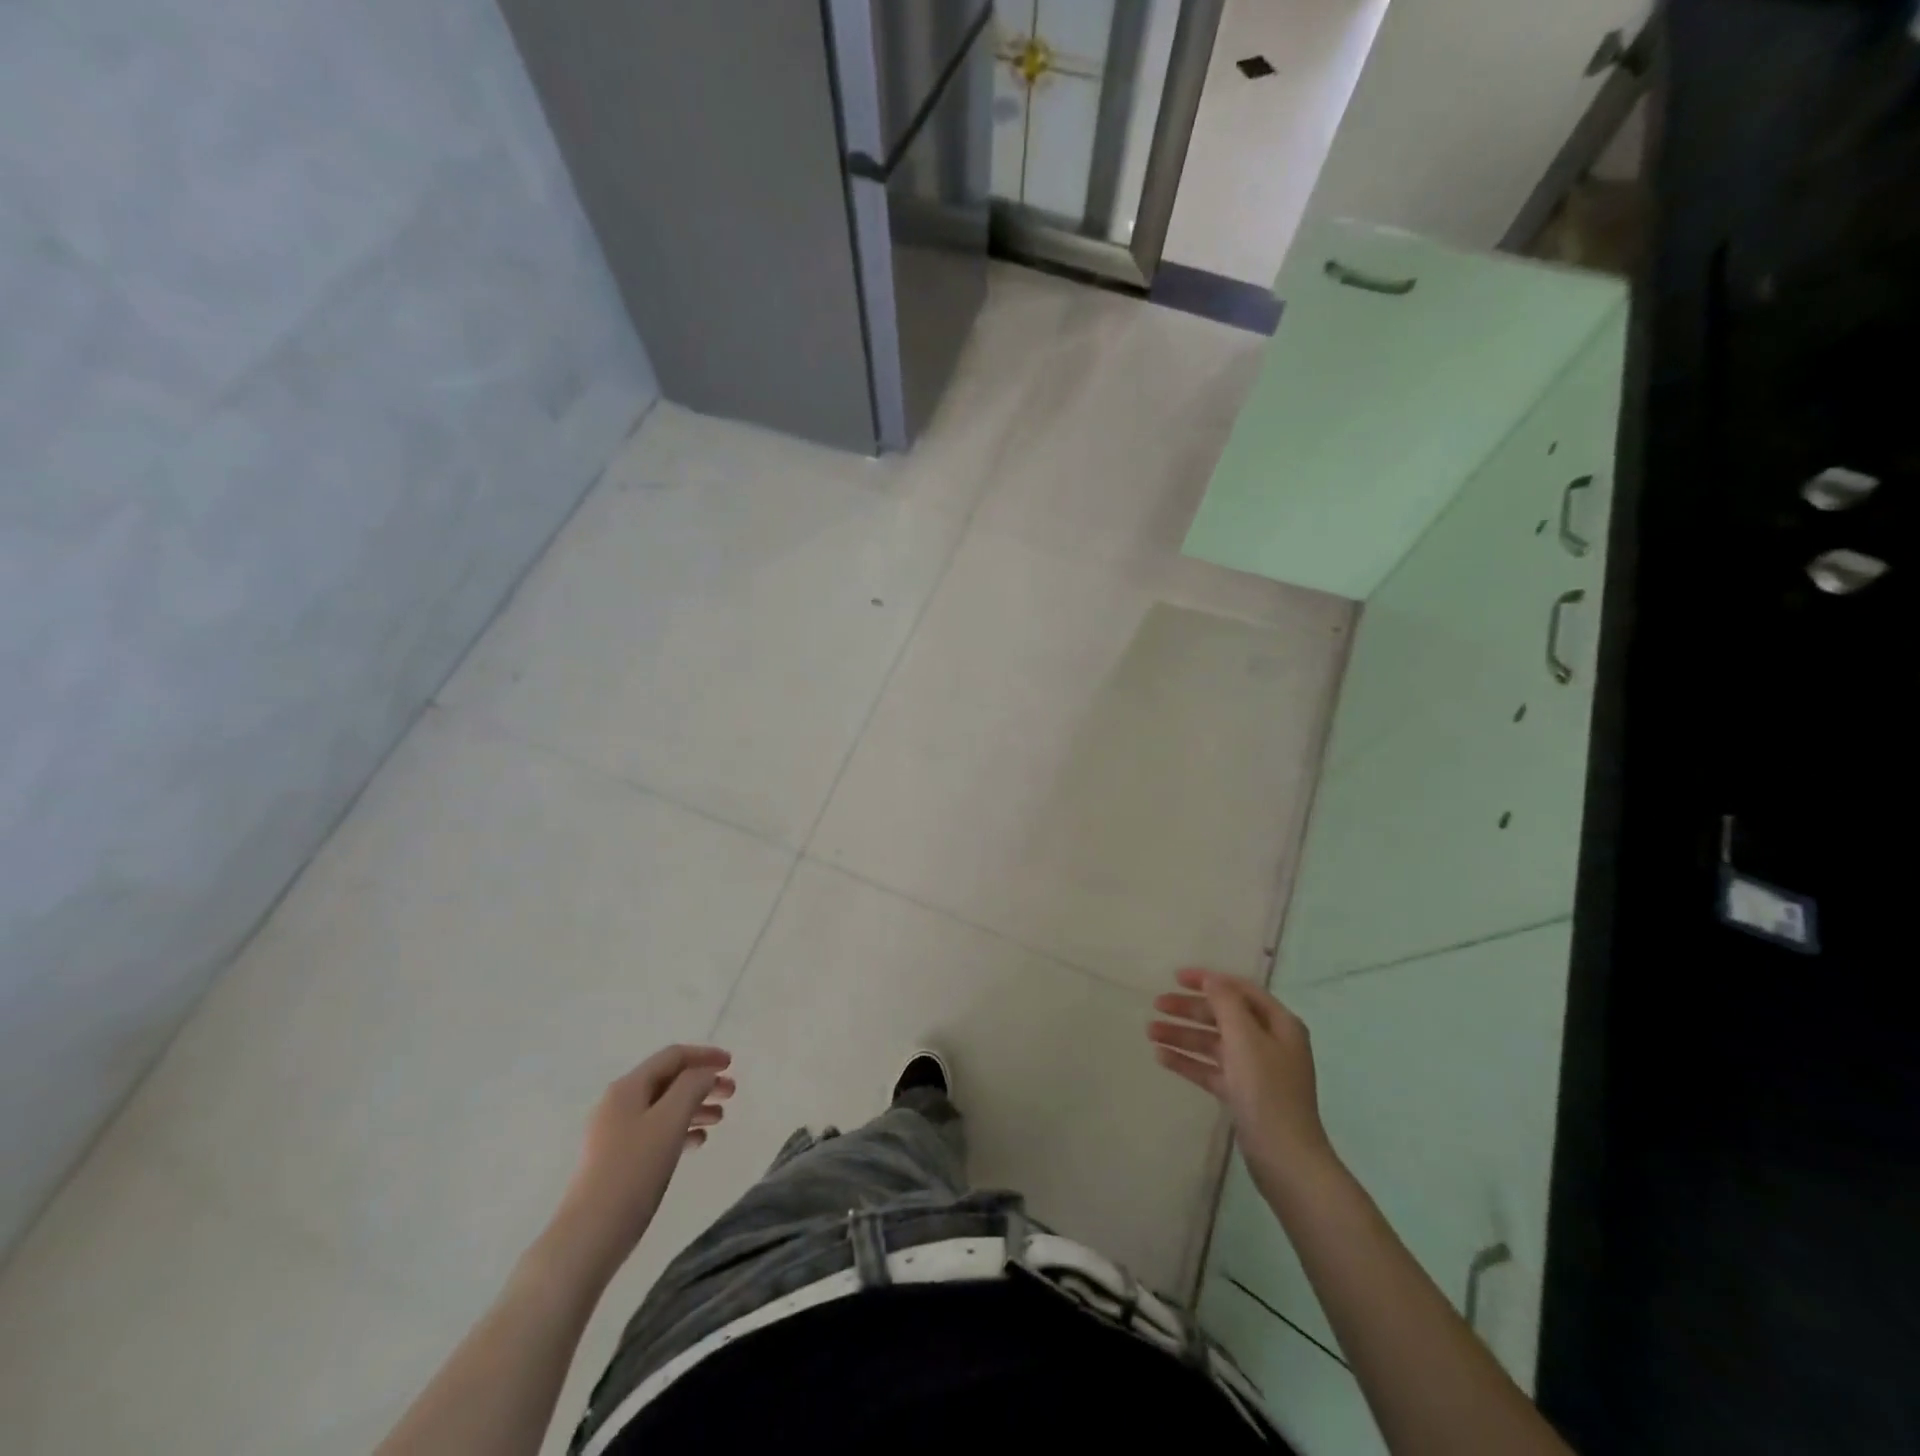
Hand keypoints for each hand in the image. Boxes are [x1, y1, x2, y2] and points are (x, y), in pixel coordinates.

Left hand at [555, 1045, 734, 1273]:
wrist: (588, 1237)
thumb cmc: (633, 1172)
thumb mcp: (670, 1121)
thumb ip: (692, 1087)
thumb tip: (704, 1074)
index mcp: (628, 1088)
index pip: (672, 1056)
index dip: (705, 1055)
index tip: (732, 1064)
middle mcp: (619, 1104)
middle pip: (669, 1080)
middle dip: (702, 1082)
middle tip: (732, 1093)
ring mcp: (614, 1133)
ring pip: (663, 1107)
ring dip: (694, 1107)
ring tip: (719, 1119)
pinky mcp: (616, 1160)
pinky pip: (655, 1132)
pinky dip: (680, 1130)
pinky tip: (696, 1144)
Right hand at [1149, 968, 1334, 1189]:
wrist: (1285, 1159)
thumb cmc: (1267, 1091)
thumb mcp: (1245, 1038)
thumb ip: (1226, 1003)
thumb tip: (1211, 979)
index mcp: (1279, 1024)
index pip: (1240, 990)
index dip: (1208, 980)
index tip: (1175, 977)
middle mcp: (1269, 1042)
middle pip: (1224, 1016)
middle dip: (1190, 1010)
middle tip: (1156, 1005)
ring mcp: (1256, 1070)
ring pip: (1213, 1043)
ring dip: (1183, 1035)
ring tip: (1150, 1032)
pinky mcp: (1242, 1094)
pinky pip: (1210, 1069)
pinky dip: (1188, 1061)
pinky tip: (1161, 1057)